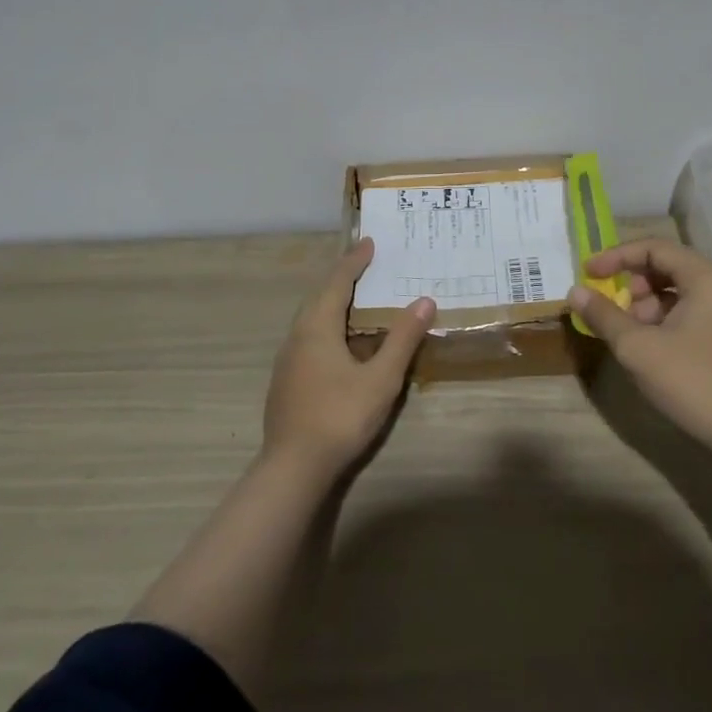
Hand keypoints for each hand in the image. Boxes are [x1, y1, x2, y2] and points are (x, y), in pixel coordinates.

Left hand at [262, 238, 433, 479]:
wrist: (292, 469)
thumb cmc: (339, 416)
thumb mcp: (381, 378)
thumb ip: (402, 339)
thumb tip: (425, 300)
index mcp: (317, 327)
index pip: (337, 281)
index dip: (355, 261)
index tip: (369, 242)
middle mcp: (298, 335)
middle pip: (320, 295)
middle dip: (342, 277)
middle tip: (365, 264)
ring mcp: (288, 359)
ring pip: (311, 317)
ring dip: (333, 301)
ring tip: (356, 298)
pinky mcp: (286, 380)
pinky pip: (309, 336)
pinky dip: (327, 324)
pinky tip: (340, 341)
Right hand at [570, 238, 711, 448]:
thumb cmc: (692, 381)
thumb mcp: (637, 347)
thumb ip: (603, 315)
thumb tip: (575, 291)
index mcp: (705, 277)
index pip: (653, 248)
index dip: (616, 256)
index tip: (588, 273)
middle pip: (664, 266)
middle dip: (631, 283)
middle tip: (610, 308)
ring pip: (673, 291)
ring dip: (643, 304)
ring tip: (627, 333)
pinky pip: (684, 311)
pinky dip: (659, 319)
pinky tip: (646, 346)